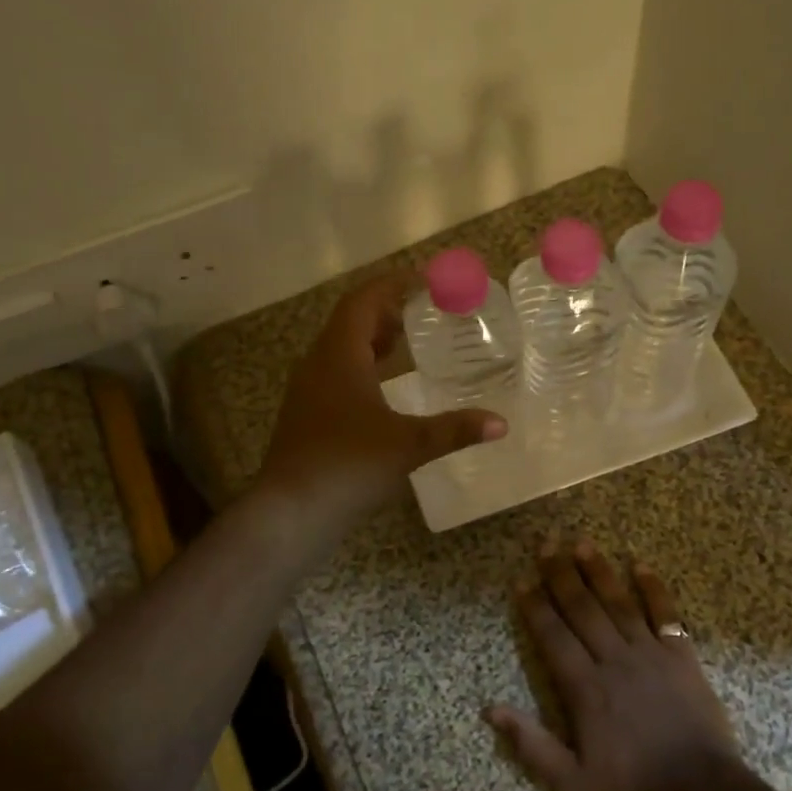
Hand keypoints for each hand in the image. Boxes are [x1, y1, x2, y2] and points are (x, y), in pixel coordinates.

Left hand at [258, 274, 505, 528]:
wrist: (291, 510)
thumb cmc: (348, 465)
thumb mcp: (408, 444)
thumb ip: (454, 430)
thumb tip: (500, 424)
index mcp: (339, 355)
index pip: (363, 301)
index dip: (392, 285)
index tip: (423, 279)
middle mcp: (318, 364)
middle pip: (351, 322)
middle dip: (386, 311)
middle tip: (423, 311)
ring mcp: (308, 391)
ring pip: (342, 350)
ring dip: (373, 340)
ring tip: (408, 343)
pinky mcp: (307, 416)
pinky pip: (337, 374)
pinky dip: (363, 367)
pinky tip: (384, 390)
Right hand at [487, 538, 740, 790]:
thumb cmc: (632, 786)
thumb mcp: (571, 780)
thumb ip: (530, 744)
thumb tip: (490, 709)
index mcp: (584, 687)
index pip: (553, 636)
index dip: (535, 607)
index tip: (522, 580)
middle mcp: (613, 660)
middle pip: (582, 609)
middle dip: (561, 575)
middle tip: (546, 544)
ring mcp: (649, 653)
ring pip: (618, 604)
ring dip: (599, 572)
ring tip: (582, 543)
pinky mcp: (681, 655)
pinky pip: (666, 614)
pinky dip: (654, 589)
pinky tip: (641, 565)